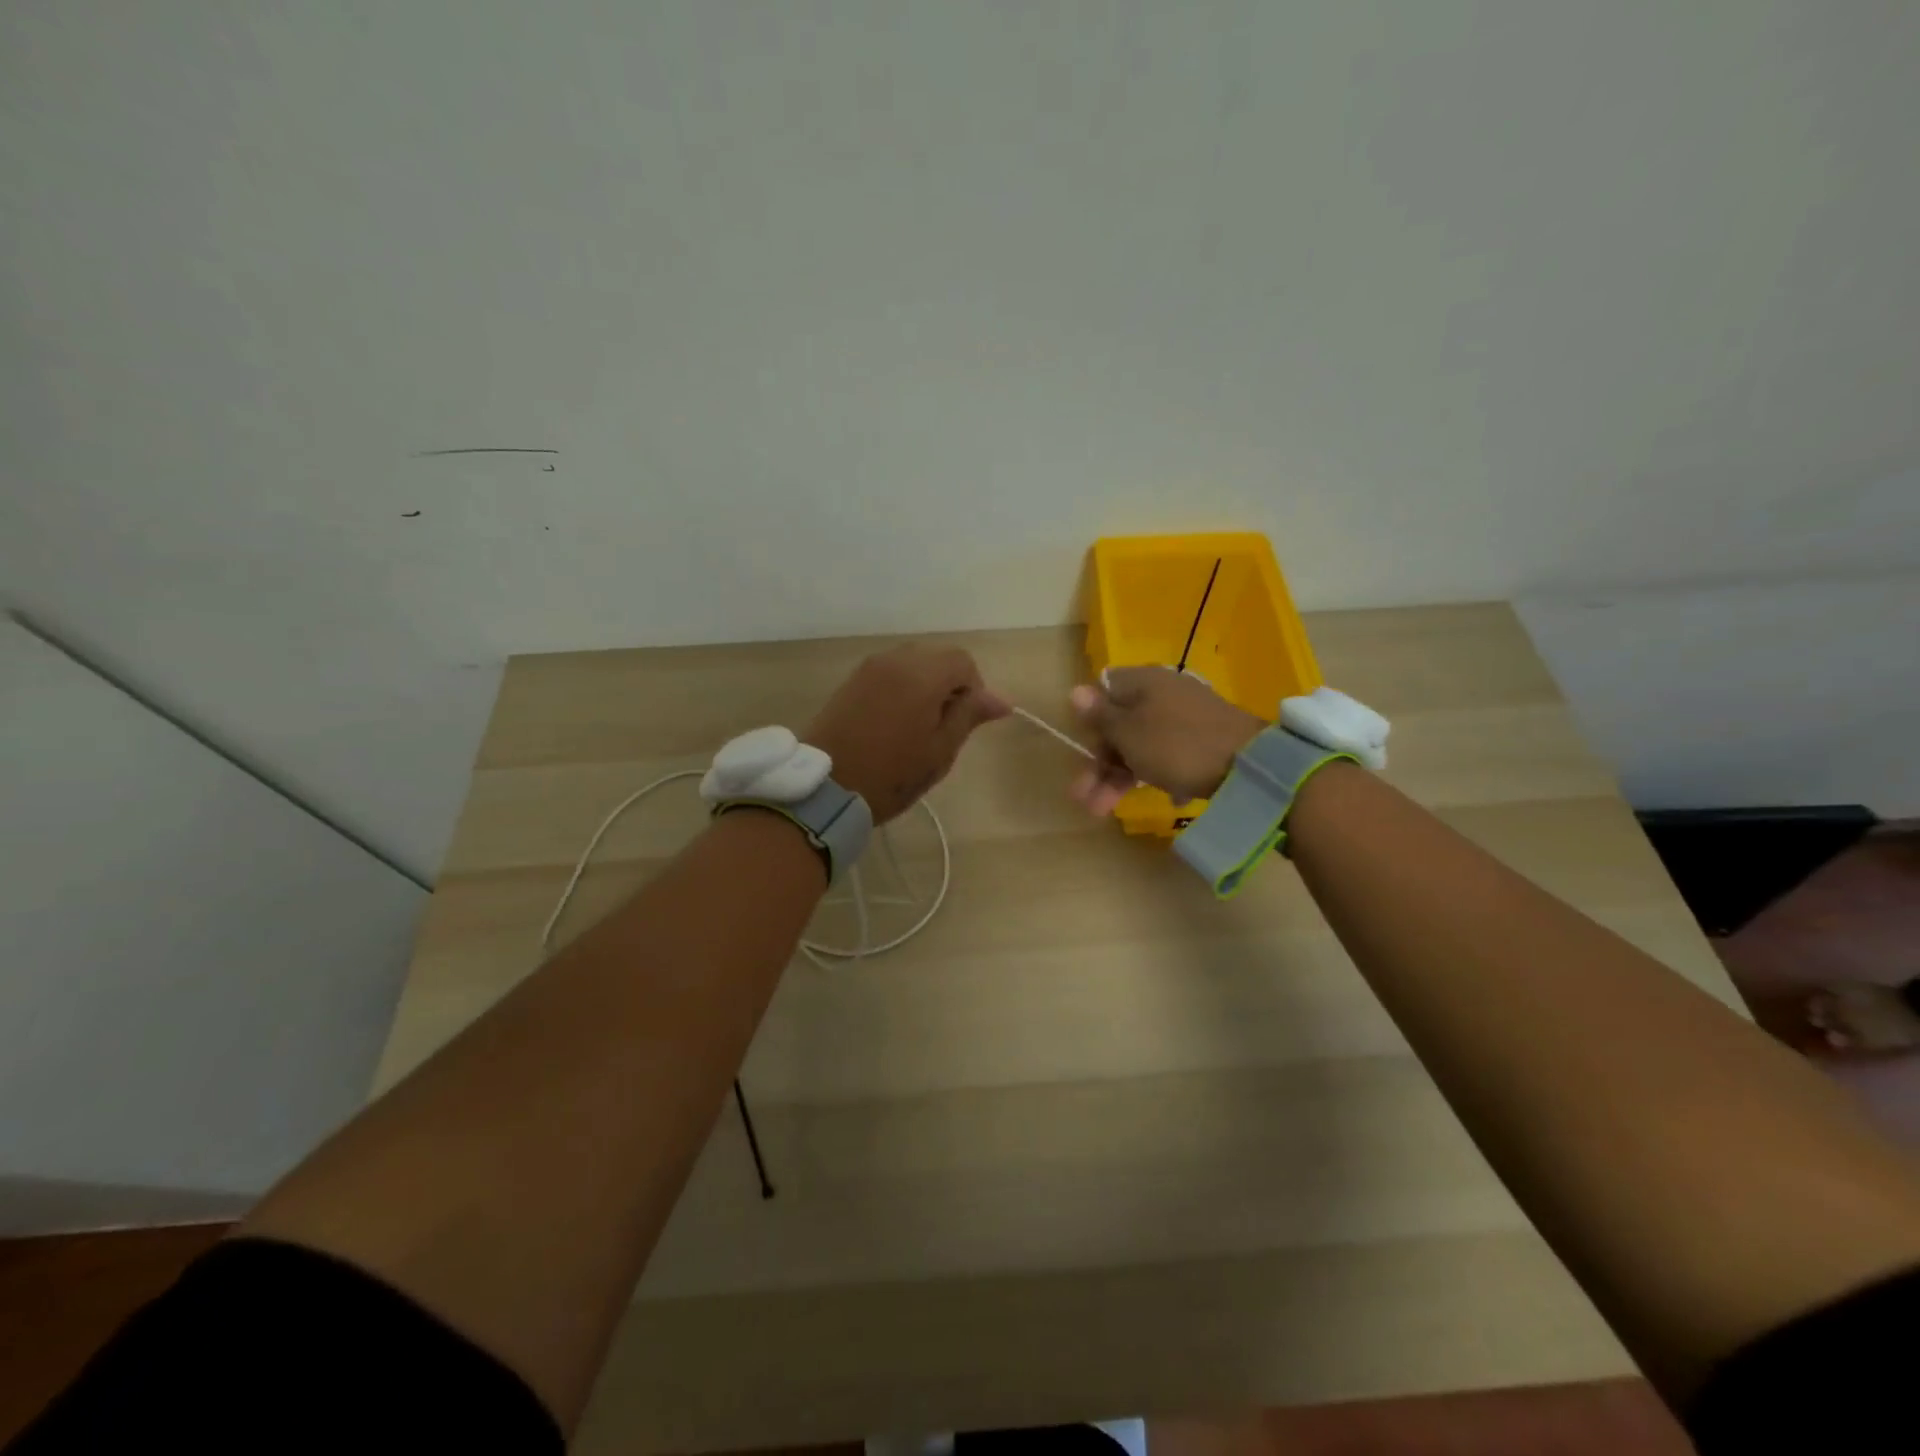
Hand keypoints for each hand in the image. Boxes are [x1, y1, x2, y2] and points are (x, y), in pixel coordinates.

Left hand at [807, 646, 1010, 822]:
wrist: (826, 787)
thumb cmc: (892, 773)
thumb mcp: (940, 750)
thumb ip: (970, 716)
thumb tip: (1001, 699)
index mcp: (922, 674)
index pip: (963, 661)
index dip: (974, 689)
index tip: (965, 722)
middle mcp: (895, 659)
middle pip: (937, 657)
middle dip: (949, 684)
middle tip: (944, 726)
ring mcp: (869, 668)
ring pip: (912, 663)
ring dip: (925, 685)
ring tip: (919, 726)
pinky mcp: (851, 681)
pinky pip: (889, 672)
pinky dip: (901, 688)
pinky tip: (895, 722)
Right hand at [1068, 667, 1264, 816]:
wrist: (1250, 764)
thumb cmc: (1177, 745)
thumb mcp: (1128, 732)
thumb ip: (1100, 715)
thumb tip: (1075, 690)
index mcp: (1142, 682)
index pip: (1102, 693)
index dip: (1089, 723)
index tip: (1084, 752)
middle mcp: (1162, 693)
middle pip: (1119, 725)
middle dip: (1098, 764)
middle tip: (1084, 799)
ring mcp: (1185, 716)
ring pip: (1140, 745)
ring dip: (1118, 778)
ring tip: (1101, 811)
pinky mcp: (1203, 740)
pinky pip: (1167, 755)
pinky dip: (1154, 774)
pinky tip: (1161, 798)